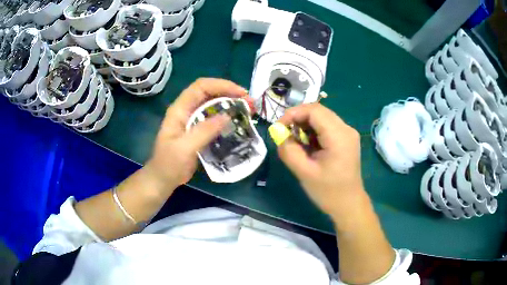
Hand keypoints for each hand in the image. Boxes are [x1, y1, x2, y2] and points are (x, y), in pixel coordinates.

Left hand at [145, 78, 246, 189]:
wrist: (163, 180)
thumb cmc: (169, 164)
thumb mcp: (185, 148)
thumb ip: (204, 131)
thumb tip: (227, 116)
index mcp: (180, 109)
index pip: (201, 87)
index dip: (221, 85)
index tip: (241, 93)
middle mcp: (187, 110)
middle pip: (209, 93)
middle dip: (230, 94)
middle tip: (250, 103)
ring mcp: (192, 120)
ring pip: (213, 105)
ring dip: (231, 104)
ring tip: (249, 110)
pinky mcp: (199, 131)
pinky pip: (215, 119)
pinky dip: (228, 117)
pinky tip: (238, 122)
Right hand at [276, 103, 365, 219]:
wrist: (349, 204)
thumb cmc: (328, 192)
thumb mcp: (304, 172)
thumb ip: (288, 150)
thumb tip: (278, 133)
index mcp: (339, 136)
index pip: (314, 110)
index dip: (293, 113)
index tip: (278, 128)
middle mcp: (346, 129)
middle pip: (318, 111)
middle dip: (298, 119)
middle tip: (285, 135)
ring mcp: (348, 133)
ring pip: (322, 118)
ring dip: (305, 125)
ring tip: (296, 143)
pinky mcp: (346, 138)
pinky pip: (326, 126)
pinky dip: (313, 131)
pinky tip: (308, 146)